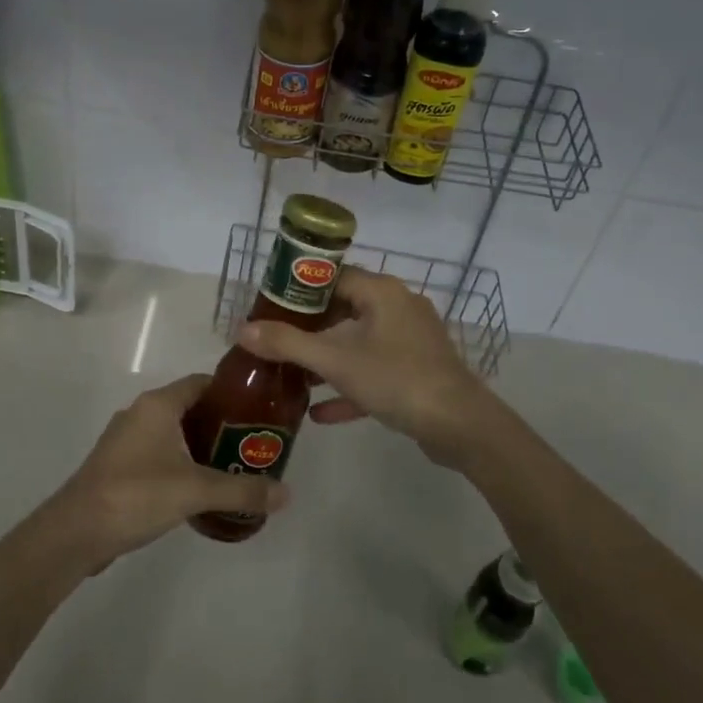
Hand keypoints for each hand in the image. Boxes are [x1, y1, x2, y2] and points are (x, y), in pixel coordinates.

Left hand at [50, 374, 290, 566]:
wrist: (75, 532)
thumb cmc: (137, 494)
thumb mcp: (196, 490)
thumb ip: (242, 490)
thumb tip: (287, 494)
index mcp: (158, 404)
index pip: (202, 382)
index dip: (231, 392)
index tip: (260, 409)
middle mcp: (141, 412)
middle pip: (189, 407)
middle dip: (221, 423)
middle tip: (253, 443)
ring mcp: (125, 438)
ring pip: (172, 431)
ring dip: (200, 445)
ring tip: (233, 466)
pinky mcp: (118, 464)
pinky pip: (158, 452)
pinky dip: (180, 461)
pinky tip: (198, 488)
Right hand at [236, 267, 493, 467]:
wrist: (461, 427)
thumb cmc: (396, 380)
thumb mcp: (336, 361)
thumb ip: (288, 344)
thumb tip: (242, 330)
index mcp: (382, 292)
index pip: (333, 276)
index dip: (300, 290)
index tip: (271, 306)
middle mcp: (398, 308)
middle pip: (345, 308)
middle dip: (310, 328)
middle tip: (276, 341)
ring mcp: (411, 341)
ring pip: (359, 342)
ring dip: (327, 360)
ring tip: (292, 377)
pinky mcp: (418, 371)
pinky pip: (376, 371)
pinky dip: (350, 386)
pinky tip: (320, 414)